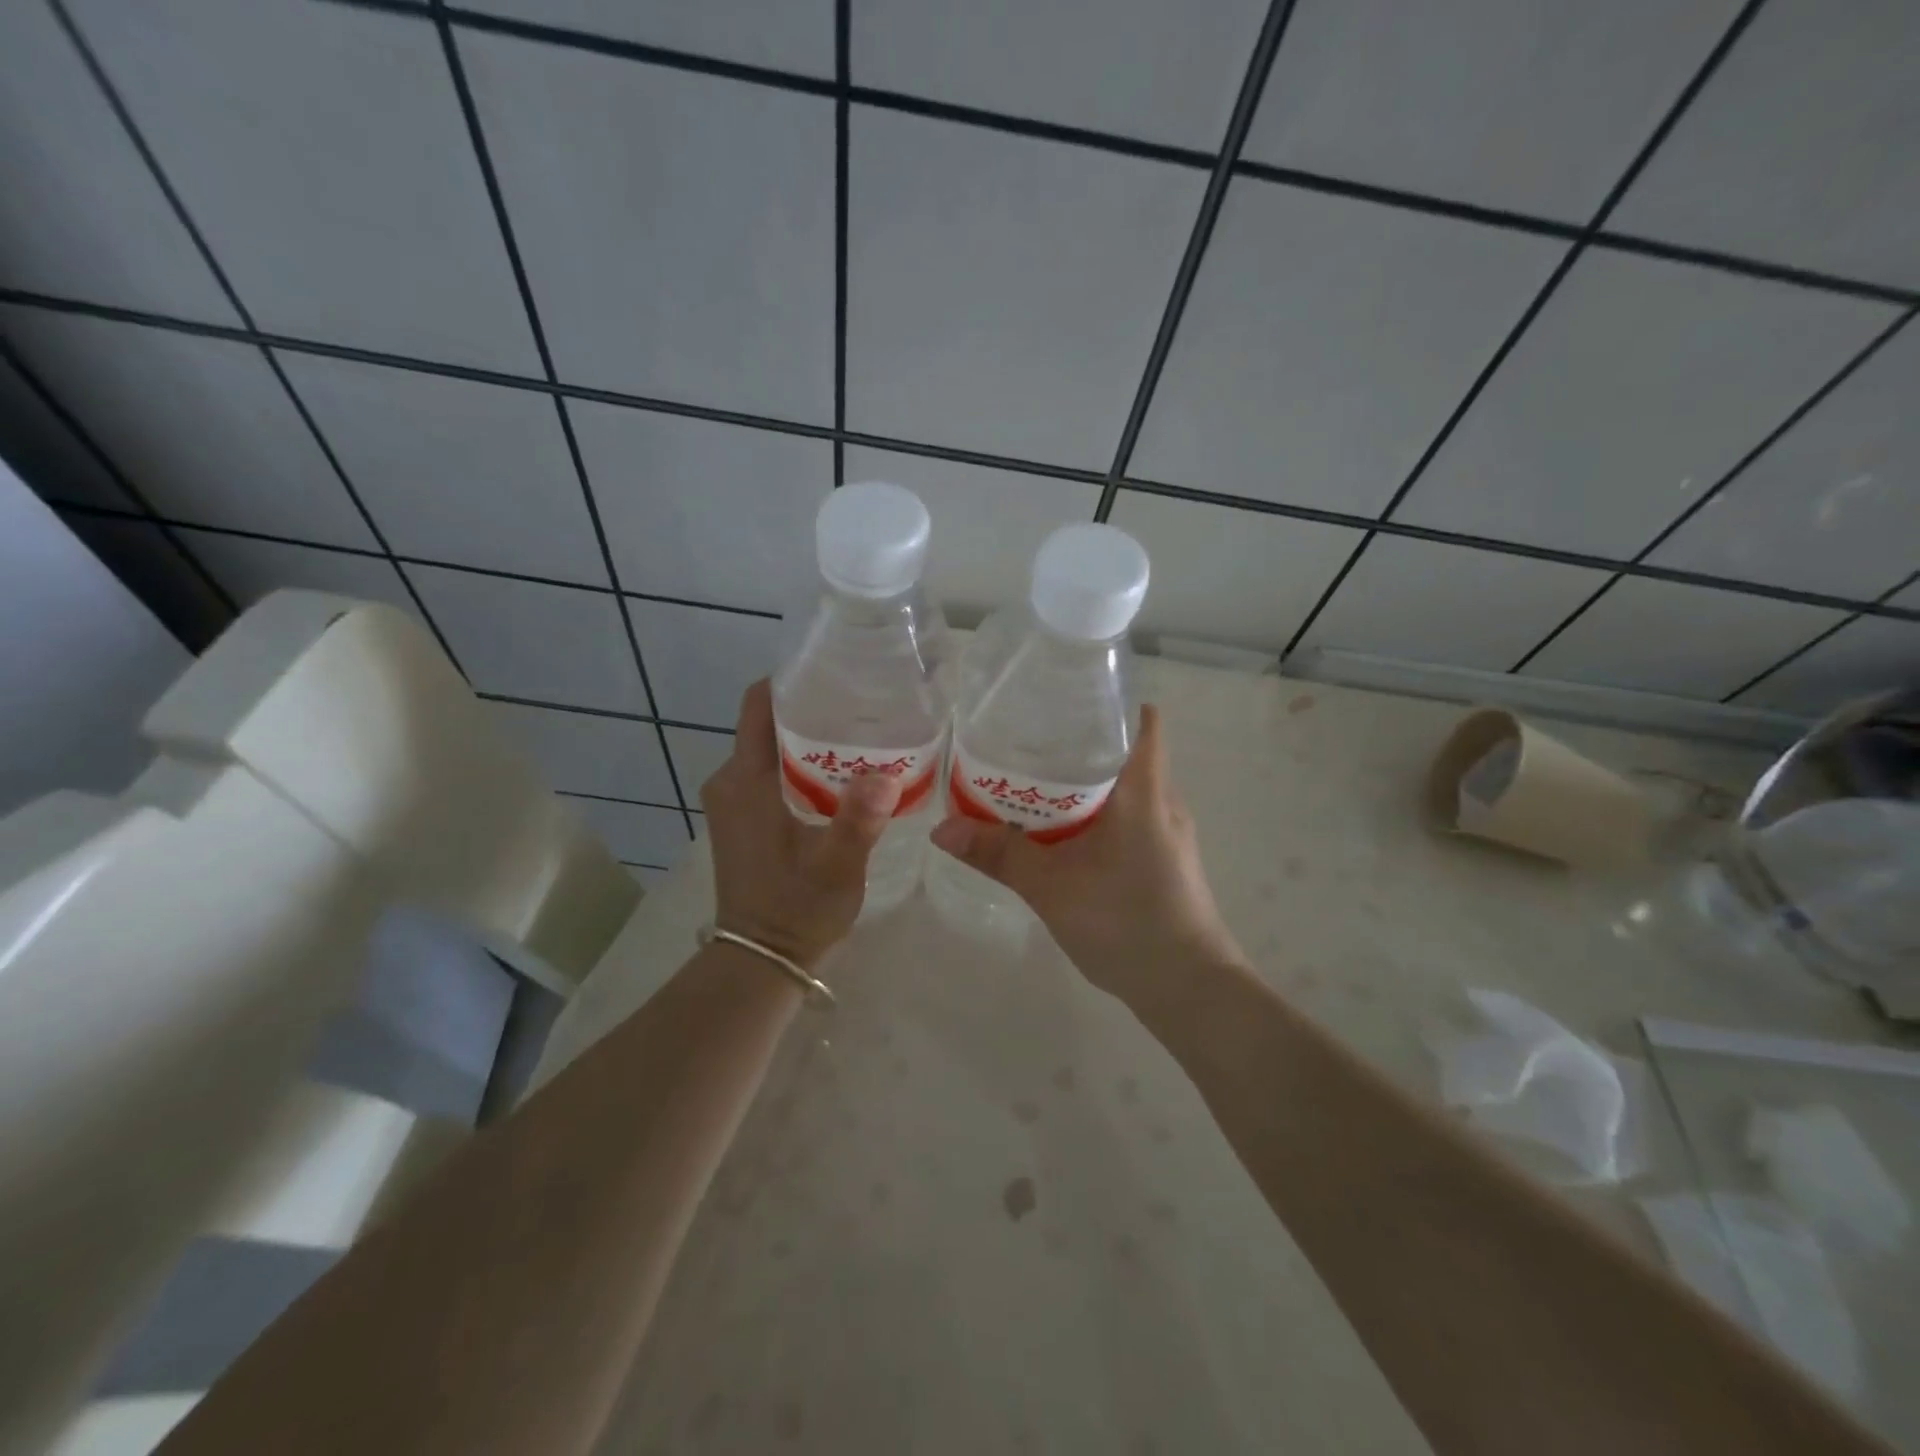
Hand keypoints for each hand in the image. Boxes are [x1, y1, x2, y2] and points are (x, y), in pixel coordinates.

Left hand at [700, 679, 901, 969]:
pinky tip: (841, 774)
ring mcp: (732, 801)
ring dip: (810, 739)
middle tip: (865, 704)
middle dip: (812, 709)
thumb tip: (885, 774)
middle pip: (768, 723)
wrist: (761, 959)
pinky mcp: (741, 818)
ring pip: (771, 748)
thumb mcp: (837, 865)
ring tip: (861, 734)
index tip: (837, 671)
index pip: (758, 705)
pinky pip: (770, 773)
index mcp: (745, 780)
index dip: (793, 681)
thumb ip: (858, 818)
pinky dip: (801, 764)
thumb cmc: (796, 909)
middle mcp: (730, 781)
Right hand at [929, 705, 1244, 1005]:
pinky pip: (1130, 816)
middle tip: (1028, 741)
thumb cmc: (1126, 923)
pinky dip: (1097, 812)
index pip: (1141, 720)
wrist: (1188, 989)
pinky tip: (1064, 833)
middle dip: (1080, 743)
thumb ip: (998, 854)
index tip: (1063, 700)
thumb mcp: (1051, 887)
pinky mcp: (1166, 859)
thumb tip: (941, 829)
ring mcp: (1169, 832)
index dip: (1107, 702)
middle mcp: (1163, 801)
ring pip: (1126, 787)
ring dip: (1086, 782)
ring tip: (1036, 782)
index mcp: (1144, 790)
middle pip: (1125, 750)